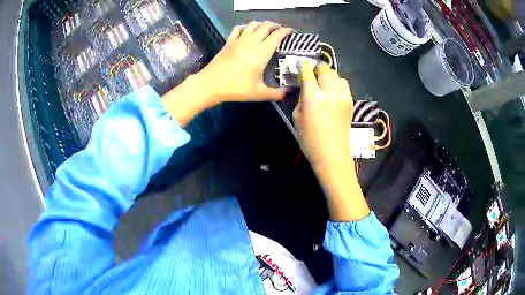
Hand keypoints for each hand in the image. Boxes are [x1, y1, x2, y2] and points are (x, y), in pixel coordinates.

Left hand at [162, 22, 290, 125]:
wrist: (211, 84)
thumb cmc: (236, 88)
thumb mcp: (259, 93)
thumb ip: (277, 93)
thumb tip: (290, 93)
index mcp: (262, 52)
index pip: (277, 35)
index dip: (285, 31)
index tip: (291, 32)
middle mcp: (252, 42)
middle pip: (265, 26)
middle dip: (275, 25)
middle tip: (280, 31)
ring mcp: (238, 40)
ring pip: (253, 24)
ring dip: (261, 24)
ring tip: (266, 30)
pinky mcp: (229, 41)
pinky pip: (238, 28)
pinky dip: (245, 26)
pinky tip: (247, 31)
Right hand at [293, 61, 353, 169]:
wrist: (332, 155)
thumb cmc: (310, 140)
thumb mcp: (297, 118)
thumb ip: (301, 98)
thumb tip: (305, 87)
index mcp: (313, 97)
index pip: (308, 74)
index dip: (304, 67)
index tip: (302, 64)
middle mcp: (330, 93)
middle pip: (325, 70)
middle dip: (317, 68)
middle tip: (312, 71)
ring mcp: (343, 97)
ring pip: (337, 75)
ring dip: (329, 74)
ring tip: (323, 80)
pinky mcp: (350, 102)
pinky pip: (344, 85)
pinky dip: (337, 82)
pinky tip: (332, 90)